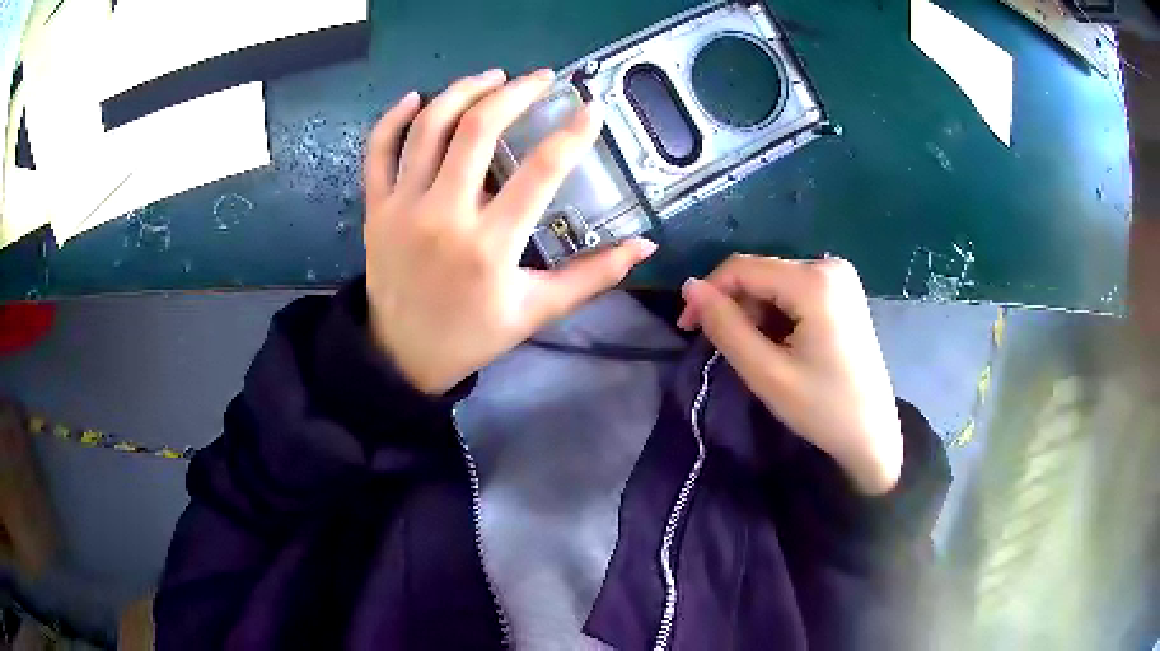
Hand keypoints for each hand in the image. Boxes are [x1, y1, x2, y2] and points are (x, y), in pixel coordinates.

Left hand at [363, 69, 657, 393]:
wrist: (403, 357)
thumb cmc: (473, 334)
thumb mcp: (536, 311)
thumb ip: (593, 276)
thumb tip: (646, 245)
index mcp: (490, 246)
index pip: (541, 171)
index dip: (573, 133)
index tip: (591, 107)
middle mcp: (443, 215)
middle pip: (477, 129)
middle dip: (515, 93)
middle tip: (542, 78)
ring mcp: (402, 208)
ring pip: (428, 128)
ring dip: (462, 91)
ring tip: (493, 77)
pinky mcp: (375, 209)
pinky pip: (378, 152)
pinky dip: (392, 119)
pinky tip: (417, 98)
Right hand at [678, 255, 901, 494]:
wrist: (872, 434)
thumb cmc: (823, 409)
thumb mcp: (766, 373)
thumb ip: (725, 327)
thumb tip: (690, 287)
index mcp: (815, 281)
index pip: (743, 267)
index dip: (708, 292)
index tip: (688, 328)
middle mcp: (829, 266)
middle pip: (760, 274)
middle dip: (735, 307)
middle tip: (727, 350)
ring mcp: (839, 277)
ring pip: (774, 283)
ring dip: (755, 314)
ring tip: (759, 354)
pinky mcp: (842, 291)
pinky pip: (793, 291)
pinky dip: (776, 315)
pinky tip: (782, 345)